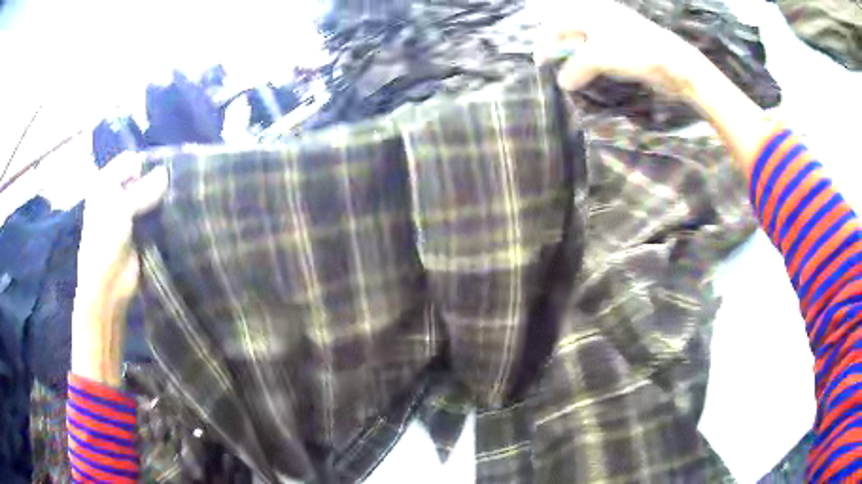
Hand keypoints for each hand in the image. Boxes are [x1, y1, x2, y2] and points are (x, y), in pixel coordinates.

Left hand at [72, 155, 167, 386]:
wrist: (107, 287)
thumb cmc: (105, 242)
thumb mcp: (121, 209)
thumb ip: (144, 189)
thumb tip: (166, 172)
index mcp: (105, 184)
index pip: (129, 161)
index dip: (146, 162)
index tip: (168, 166)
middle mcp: (115, 195)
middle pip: (140, 178)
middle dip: (157, 179)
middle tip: (178, 181)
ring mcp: (127, 215)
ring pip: (148, 197)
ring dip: (161, 198)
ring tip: (181, 196)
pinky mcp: (139, 233)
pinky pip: (153, 216)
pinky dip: (163, 214)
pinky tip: (177, 212)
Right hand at [532, 0, 705, 98]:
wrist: (673, 63)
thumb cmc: (633, 51)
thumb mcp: (598, 57)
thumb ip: (575, 68)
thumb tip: (562, 82)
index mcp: (589, 12)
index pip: (556, 23)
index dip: (544, 43)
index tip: (541, 64)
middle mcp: (599, 16)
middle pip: (569, 29)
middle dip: (559, 48)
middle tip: (556, 67)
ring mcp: (614, 29)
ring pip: (585, 40)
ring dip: (575, 56)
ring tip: (573, 73)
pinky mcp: (625, 44)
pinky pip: (600, 49)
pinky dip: (591, 60)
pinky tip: (592, 72)